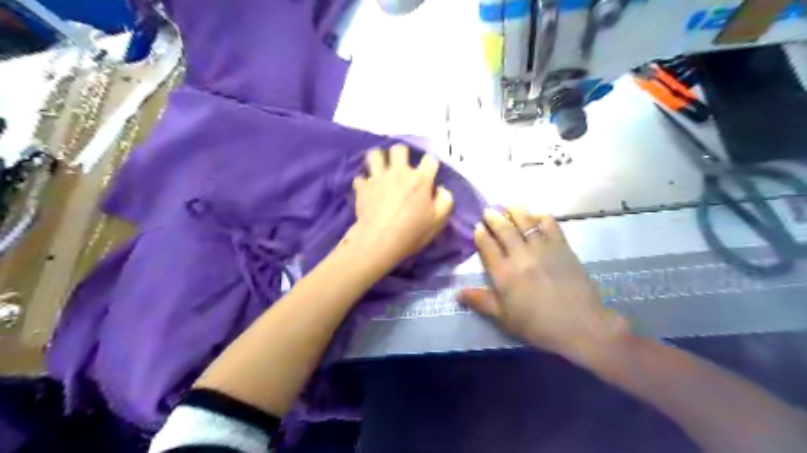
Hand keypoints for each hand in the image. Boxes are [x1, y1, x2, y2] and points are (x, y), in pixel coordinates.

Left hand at [349, 143, 451, 273]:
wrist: (379, 240)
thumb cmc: (411, 232)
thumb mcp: (438, 221)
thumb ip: (445, 201)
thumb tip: (441, 190)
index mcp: (420, 179)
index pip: (430, 159)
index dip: (431, 164)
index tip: (429, 173)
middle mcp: (399, 172)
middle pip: (399, 149)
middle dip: (401, 154)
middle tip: (402, 166)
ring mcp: (378, 177)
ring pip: (375, 155)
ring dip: (379, 159)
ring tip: (381, 169)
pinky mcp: (362, 187)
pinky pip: (360, 177)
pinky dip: (364, 182)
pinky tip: (366, 188)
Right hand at [460, 209, 629, 359]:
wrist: (580, 325)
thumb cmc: (538, 325)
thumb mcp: (504, 318)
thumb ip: (481, 301)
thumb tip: (457, 293)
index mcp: (504, 274)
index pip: (487, 246)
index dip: (481, 234)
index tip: (477, 226)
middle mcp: (520, 256)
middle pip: (504, 229)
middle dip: (494, 218)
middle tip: (489, 211)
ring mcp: (542, 249)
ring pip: (525, 222)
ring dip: (515, 211)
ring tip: (509, 204)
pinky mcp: (562, 247)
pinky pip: (550, 225)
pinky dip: (542, 217)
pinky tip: (538, 214)